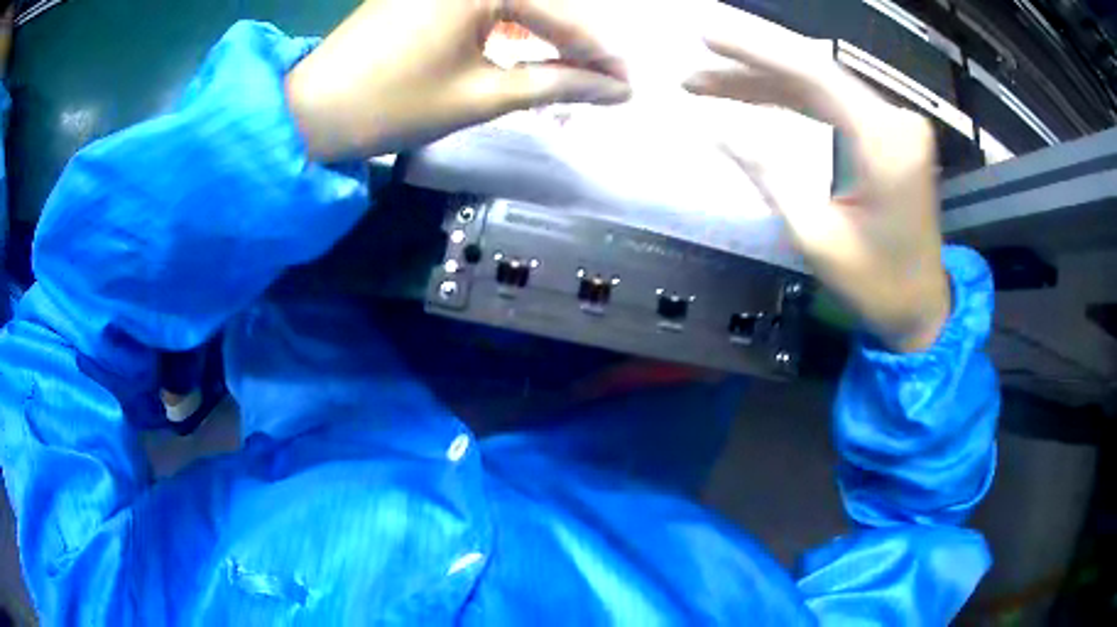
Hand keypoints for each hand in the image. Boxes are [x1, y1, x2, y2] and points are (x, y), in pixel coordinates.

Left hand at [285, 0, 630, 161]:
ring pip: (514, 3)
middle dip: (575, 41)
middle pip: (540, 3)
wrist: (311, 112)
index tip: (629, 84)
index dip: (599, 55)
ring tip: (570, 70)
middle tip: (604, 78)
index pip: (561, 18)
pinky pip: (483, 4)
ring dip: (544, 33)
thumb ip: (555, 83)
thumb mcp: (482, 95)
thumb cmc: (392, 105)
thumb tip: (613, 88)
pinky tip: (525, 49)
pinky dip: (509, 25)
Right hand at [683, 8, 949, 352]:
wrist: (922, 306)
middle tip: (699, 52)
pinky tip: (753, 94)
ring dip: (765, 80)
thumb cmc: (877, 284)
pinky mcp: (888, 133)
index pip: (814, 75)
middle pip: (815, 72)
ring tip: (709, 81)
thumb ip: (769, 175)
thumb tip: (717, 129)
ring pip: (820, 85)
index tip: (706, 35)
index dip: (756, 50)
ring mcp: (894, 124)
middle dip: (753, 60)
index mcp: (885, 144)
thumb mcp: (816, 238)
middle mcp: (895, 121)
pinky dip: (791, 97)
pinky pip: (832, 103)